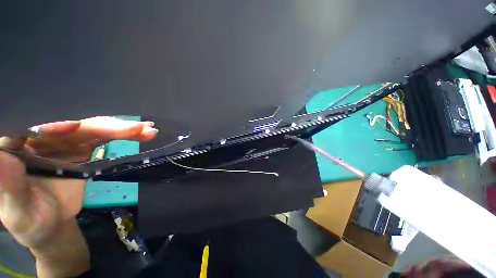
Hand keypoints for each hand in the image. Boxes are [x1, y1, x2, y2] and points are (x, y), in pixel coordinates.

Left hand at [0, 117, 157, 276]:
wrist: (52, 225)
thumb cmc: (30, 221)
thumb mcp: (15, 210)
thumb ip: (9, 183)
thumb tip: (2, 155)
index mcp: (16, 148)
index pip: (30, 127)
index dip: (51, 125)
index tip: (74, 128)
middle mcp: (39, 138)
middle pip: (71, 127)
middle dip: (101, 127)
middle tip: (132, 128)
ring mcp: (62, 143)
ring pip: (92, 130)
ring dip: (121, 129)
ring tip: (145, 130)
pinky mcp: (81, 148)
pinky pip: (103, 138)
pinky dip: (123, 135)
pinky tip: (141, 134)